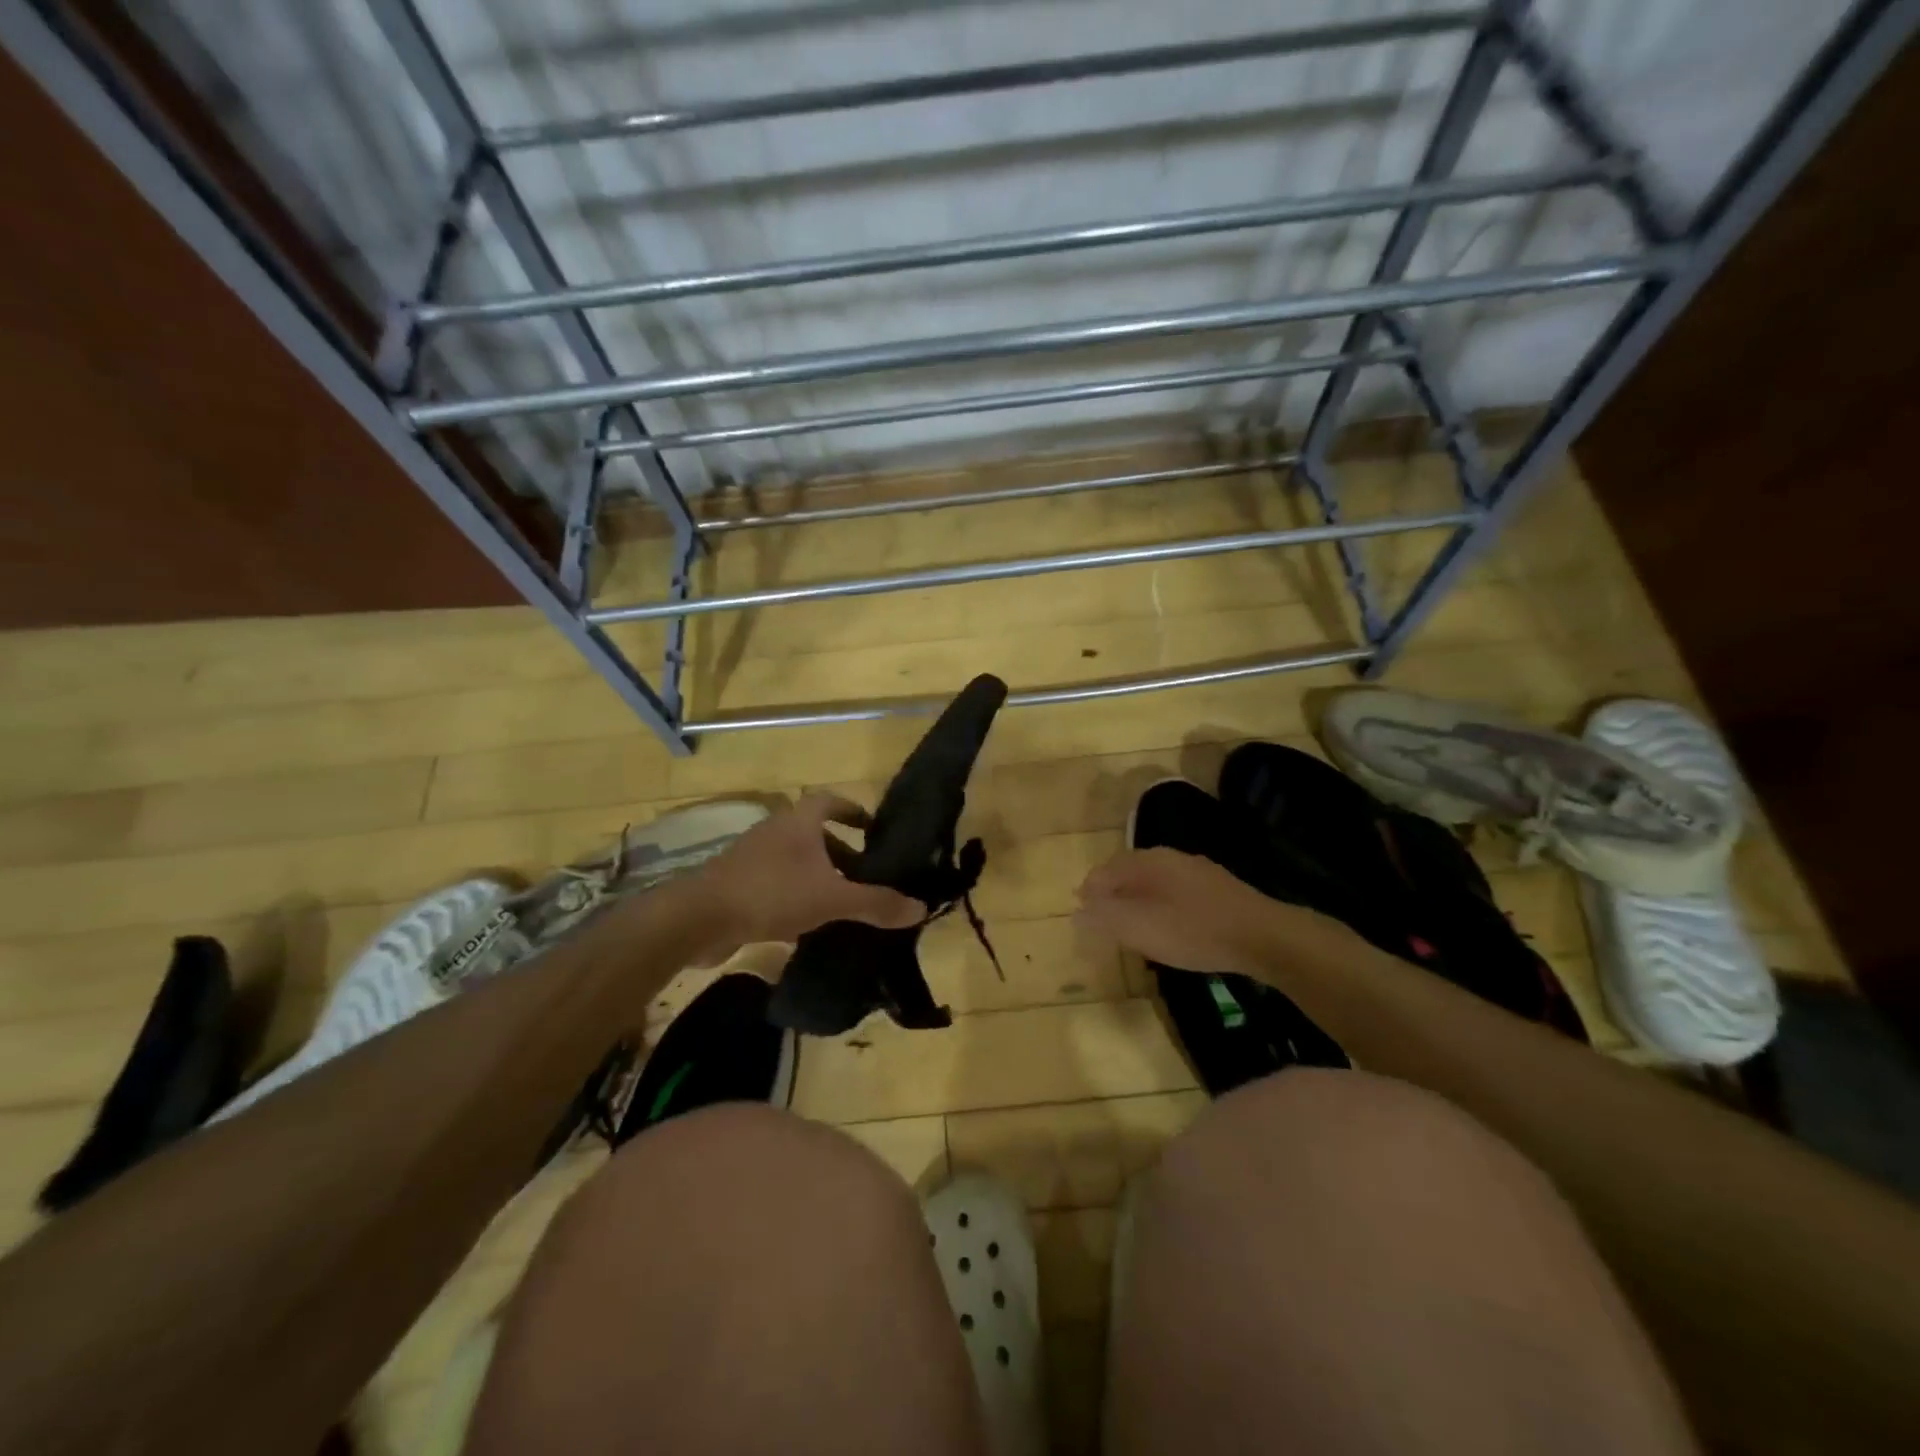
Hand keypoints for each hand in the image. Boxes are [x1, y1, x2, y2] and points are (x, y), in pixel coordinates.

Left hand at [684, 793, 923, 958]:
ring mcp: (752, 859)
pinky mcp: (737, 886)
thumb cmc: (771, 893)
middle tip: (866, 876)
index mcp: (798, 822)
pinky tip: (809, 926)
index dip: (852, 810)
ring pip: (795, 862)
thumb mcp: (832, 898)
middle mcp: (774, 833)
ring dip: (819, 877)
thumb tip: (921, 908)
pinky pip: (777, 886)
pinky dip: (796, 898)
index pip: (829, 801)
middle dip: (841, 852)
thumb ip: (876, 903)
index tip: (872, 827)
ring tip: (843, 903)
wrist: (698, 919)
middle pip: (814, 834)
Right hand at [1075, 847, 1324, 978]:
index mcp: (1148, 861)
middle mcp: (1171, 858)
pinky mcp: (1218, 891)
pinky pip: (1176, 894)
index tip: (1082, 916)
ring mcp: (1198, 872)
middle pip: (1129, 873)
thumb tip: (1077, 911)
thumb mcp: (1140, 927)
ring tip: (1132, 928)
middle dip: (1112, 896)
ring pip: (1154, 883)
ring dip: (1137, 902)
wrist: (1263, 937)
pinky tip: (1170, 929)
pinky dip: (1162, 908)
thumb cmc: (1193, 930)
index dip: (1089, 893)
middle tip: (1104, 923)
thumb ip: (1105, 917)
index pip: (1105, 871)